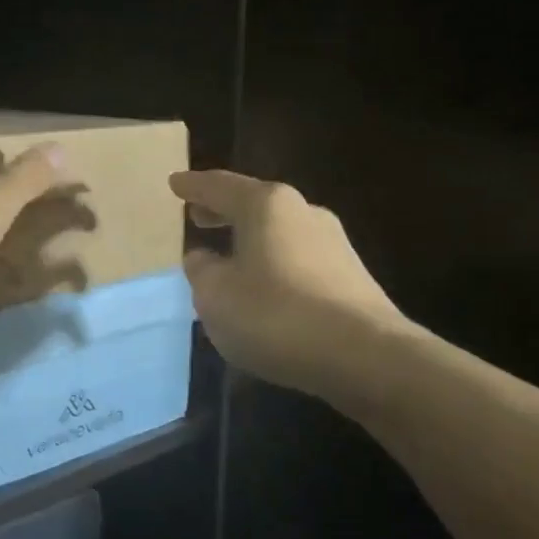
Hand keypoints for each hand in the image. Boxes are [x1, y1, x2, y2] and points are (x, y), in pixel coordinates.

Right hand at [170, 169, 411, 399]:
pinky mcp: (350, 277)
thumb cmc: (275, 314)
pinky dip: (273, 263)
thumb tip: (203, 257)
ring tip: (228, 255)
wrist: (364, 355)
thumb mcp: (215, 295)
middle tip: (198, 215)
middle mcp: (303, 212)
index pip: (220, 186)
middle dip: (223, 210)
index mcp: (266, 205)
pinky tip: (264, 287)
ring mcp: (333, 243)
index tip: (174, 183)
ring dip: (251, 240)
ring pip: (279, 232)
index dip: (193, 186)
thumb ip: (202, 271)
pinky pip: (298, 259)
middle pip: (254, 204)